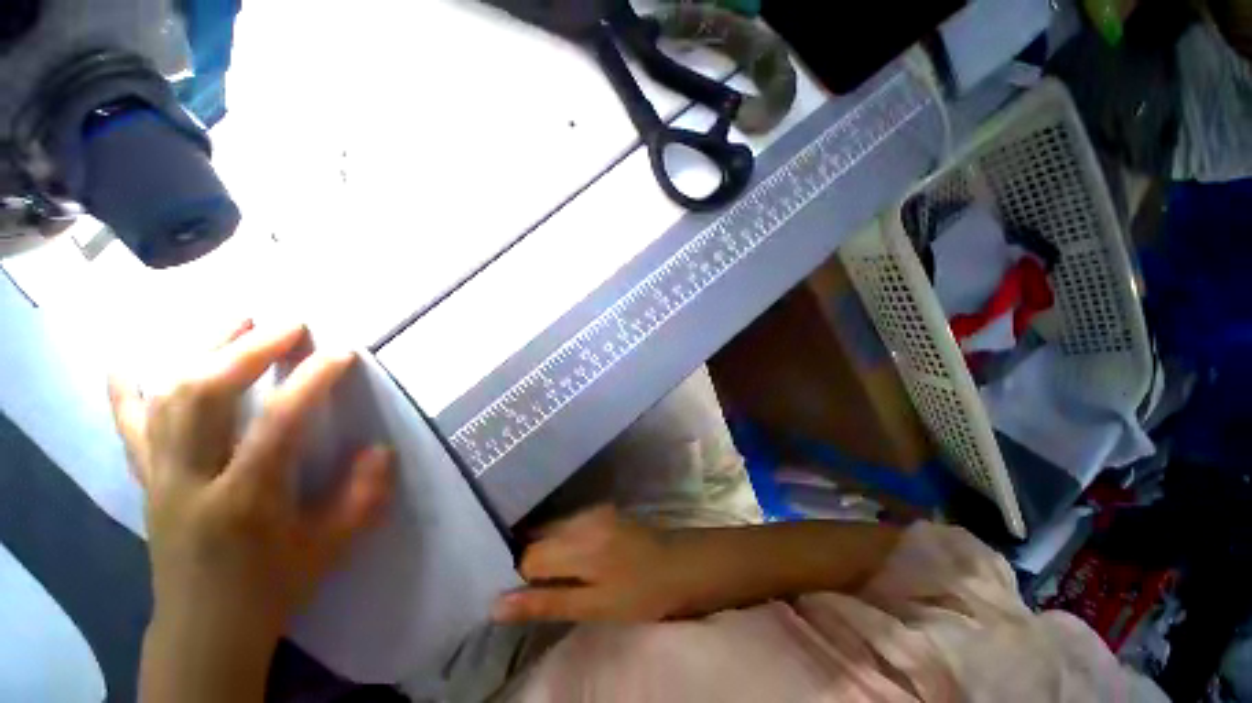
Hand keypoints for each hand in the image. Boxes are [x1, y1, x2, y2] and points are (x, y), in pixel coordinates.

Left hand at [109, 321, 393, 702]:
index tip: (340, 353)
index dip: (311, 381)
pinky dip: (126, 388)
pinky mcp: (146, 479)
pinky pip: (128, 425)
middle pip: (203, 396)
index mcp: (246, 500)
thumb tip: (379, 449)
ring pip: (166, 398)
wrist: (206, 626)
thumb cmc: (274, 585)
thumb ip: (363, 497)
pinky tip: (131, 359)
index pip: (277, 424)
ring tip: (236, 320)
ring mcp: (161, 476)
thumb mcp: (331, 547)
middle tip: (286, 324)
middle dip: (245, 350)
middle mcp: (192, 480)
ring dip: (200, 350)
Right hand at [493, 506, 697, 622]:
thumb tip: (496, 605)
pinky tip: (570, 558)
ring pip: (551, 529)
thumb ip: (545, 603)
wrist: (679, 564)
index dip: (520, 579)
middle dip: (530, 562)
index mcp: (578, 543)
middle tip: (540, 588)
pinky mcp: (600, 510)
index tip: (525, 597)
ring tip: (555, 576)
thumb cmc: (640, 593)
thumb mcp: (594, 607)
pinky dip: (561, 541)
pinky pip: (567, 523)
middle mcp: (581, 519)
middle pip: (537, 538)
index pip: (527, 557)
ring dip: (545, 551)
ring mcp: (592, 510)